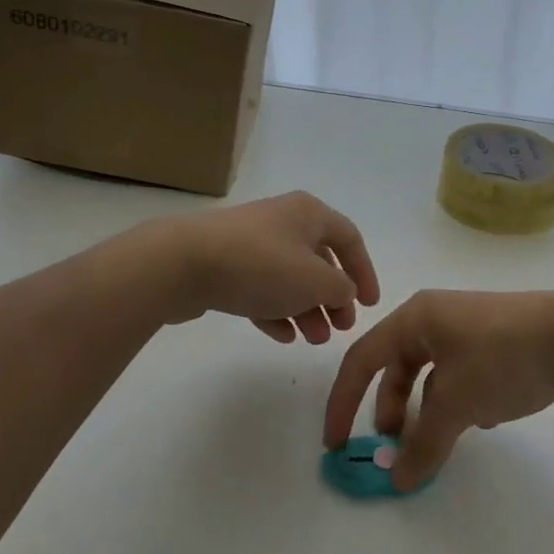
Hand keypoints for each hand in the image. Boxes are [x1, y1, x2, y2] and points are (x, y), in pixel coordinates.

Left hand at [161, 191, 379, 343]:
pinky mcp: (226, 265)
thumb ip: (341, 289)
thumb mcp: (316, 281)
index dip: (365, 272)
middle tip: (340, 327)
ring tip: (313, 339)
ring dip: (307, 309)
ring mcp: (251, 243)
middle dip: (333, 296)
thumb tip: (343, 292)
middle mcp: (282, 221)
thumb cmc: (262, 265)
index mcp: (309, 214)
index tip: (370, 305)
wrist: (183, 263)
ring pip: (290, 278)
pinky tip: (283, 336)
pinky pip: (261, 288)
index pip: (350, 239)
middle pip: (319, 260)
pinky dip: (277, 310)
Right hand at [323, 289, 553, 490]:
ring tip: (433, 445)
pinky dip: (458, 404)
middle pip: (396, 368)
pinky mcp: (499, 347)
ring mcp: (471, 332)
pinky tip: (478, 423)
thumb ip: (423, 444)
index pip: (362, 360)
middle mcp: (438, 319)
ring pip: (432, 377)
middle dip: (389, 409)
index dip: (343, 403)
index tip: (336, 445)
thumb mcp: (457, 402)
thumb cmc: (505, 358)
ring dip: (425, 412)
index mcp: (416, 318)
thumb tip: (398, 481)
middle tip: (393, 448)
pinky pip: (461, 379)